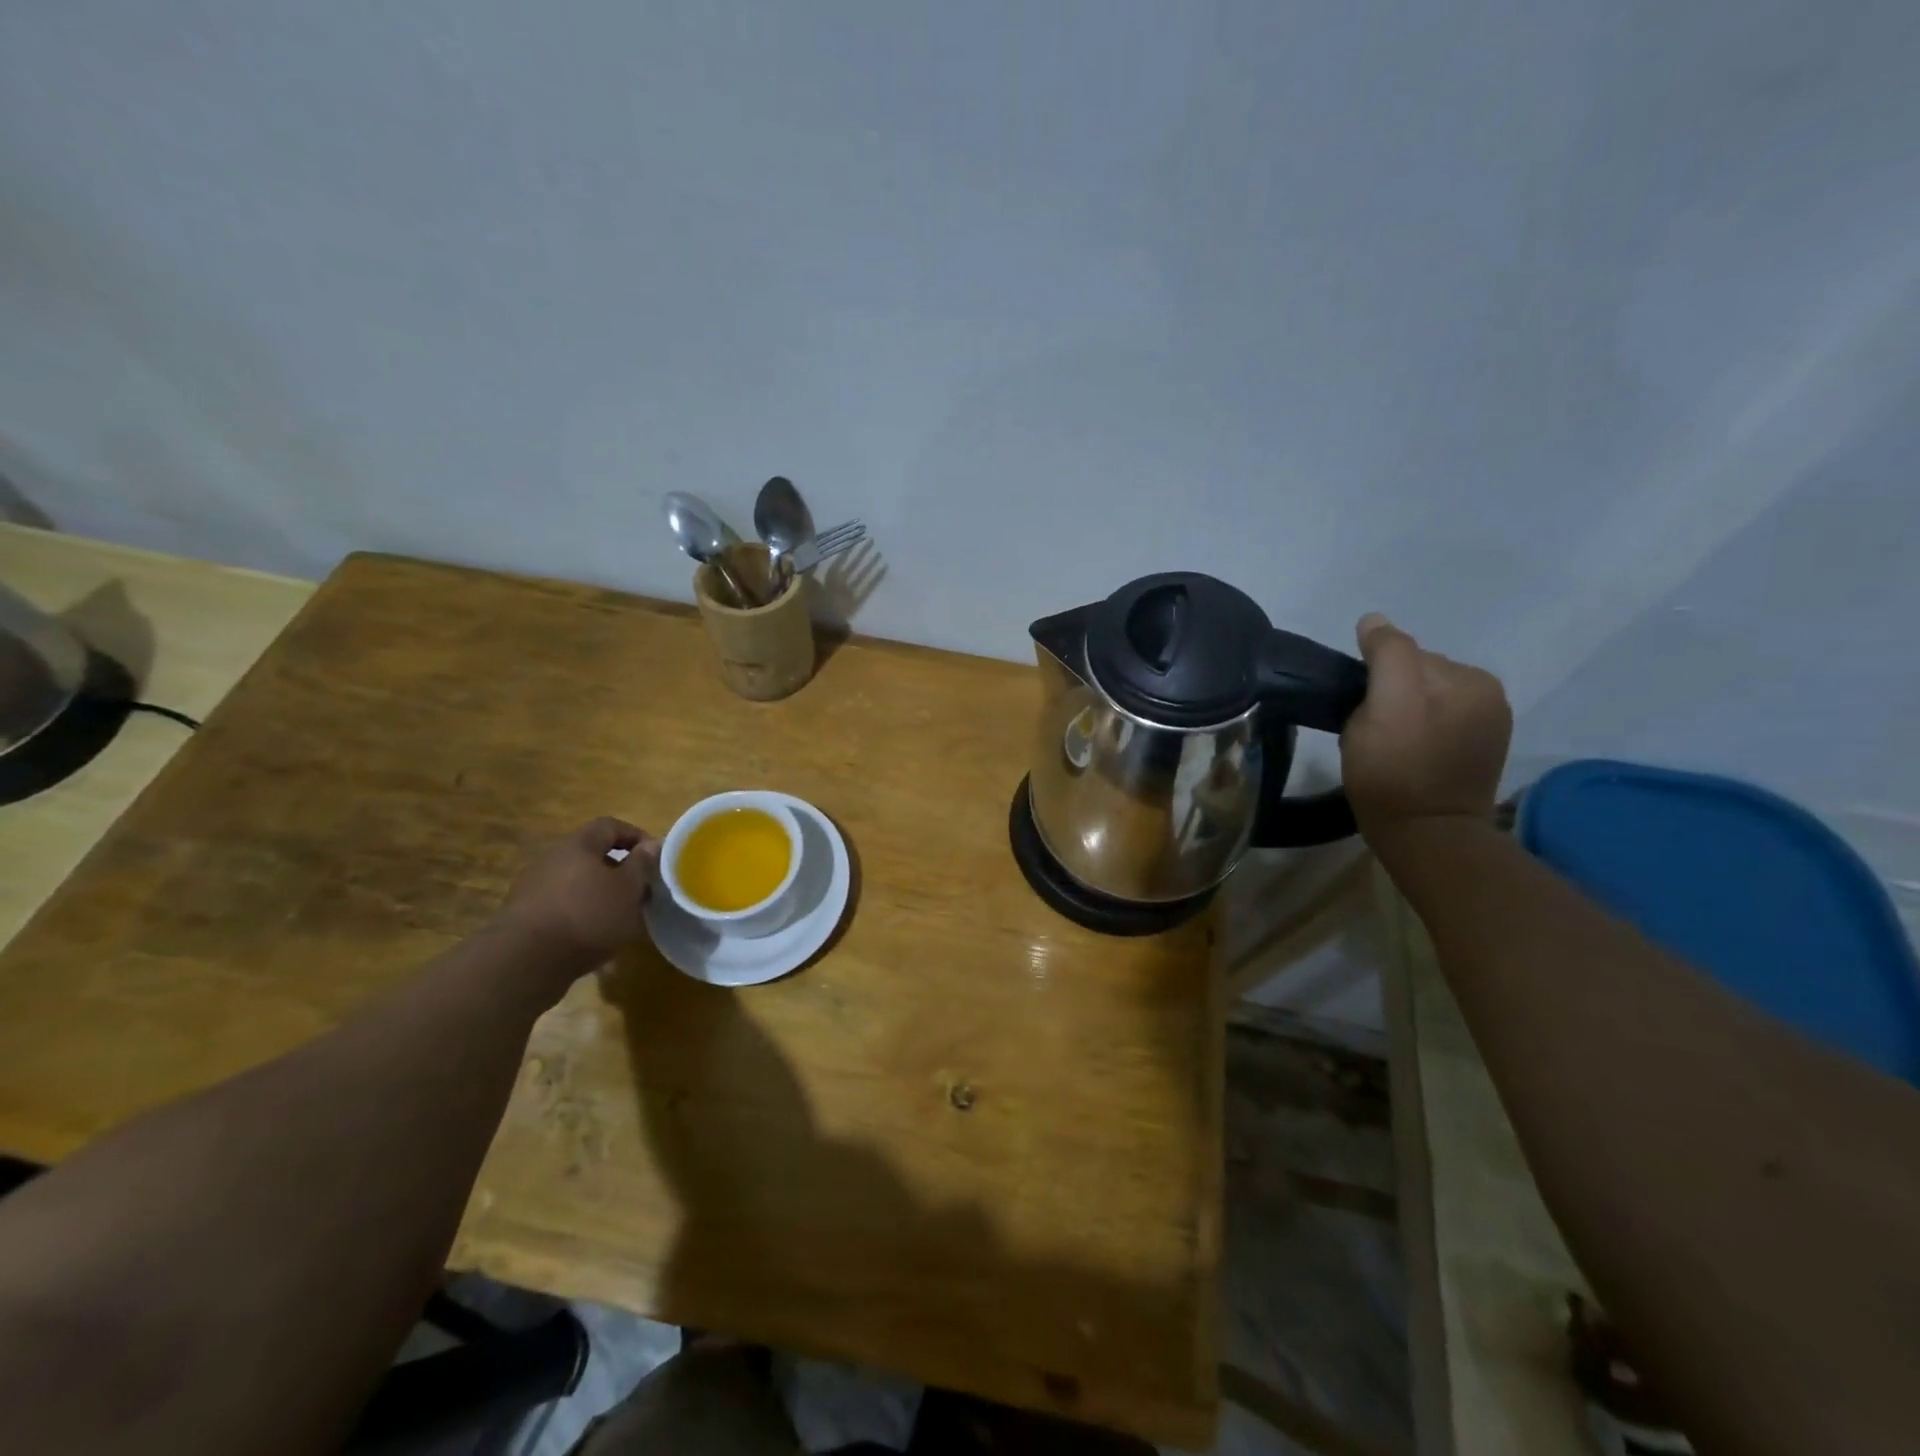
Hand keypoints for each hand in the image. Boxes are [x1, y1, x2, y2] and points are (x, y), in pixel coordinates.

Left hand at [498, 817, 660, 970]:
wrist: (525, 962)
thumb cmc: (587, 915)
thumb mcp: (628, 888)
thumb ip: (642, 864)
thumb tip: (651, 844)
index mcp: (578, 844)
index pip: (610, 825)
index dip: (636, 836)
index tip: (655, 857)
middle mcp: (551, 859)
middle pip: (591, 854)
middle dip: (619, 870)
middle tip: (640, 890)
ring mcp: (533, 887)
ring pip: (576, 882)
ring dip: (600, 893)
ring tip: (619, 916)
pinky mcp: (523, 916)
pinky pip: (561, 905)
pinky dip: (581, 914)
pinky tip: (593, 936)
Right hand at [1341, 613, 1511, 840]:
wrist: (1427, 836)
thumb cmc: (1393, 772)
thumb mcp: (1382, 706)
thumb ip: (1386, 654)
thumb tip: (1375, 621)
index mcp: (1468, 677)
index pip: (1404, 654)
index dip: (1371, 677)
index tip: (1357, 707)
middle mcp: (1487, 691)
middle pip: (1417, 673)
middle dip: (1389, 692)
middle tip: (1369, 728)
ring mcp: (1488, 722)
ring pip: (1425, 696)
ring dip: (1403, 710)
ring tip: (1387, 743)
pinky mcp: (1479, 749)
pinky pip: (1438, 720)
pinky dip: (1419, 728)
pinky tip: (1410, 752)